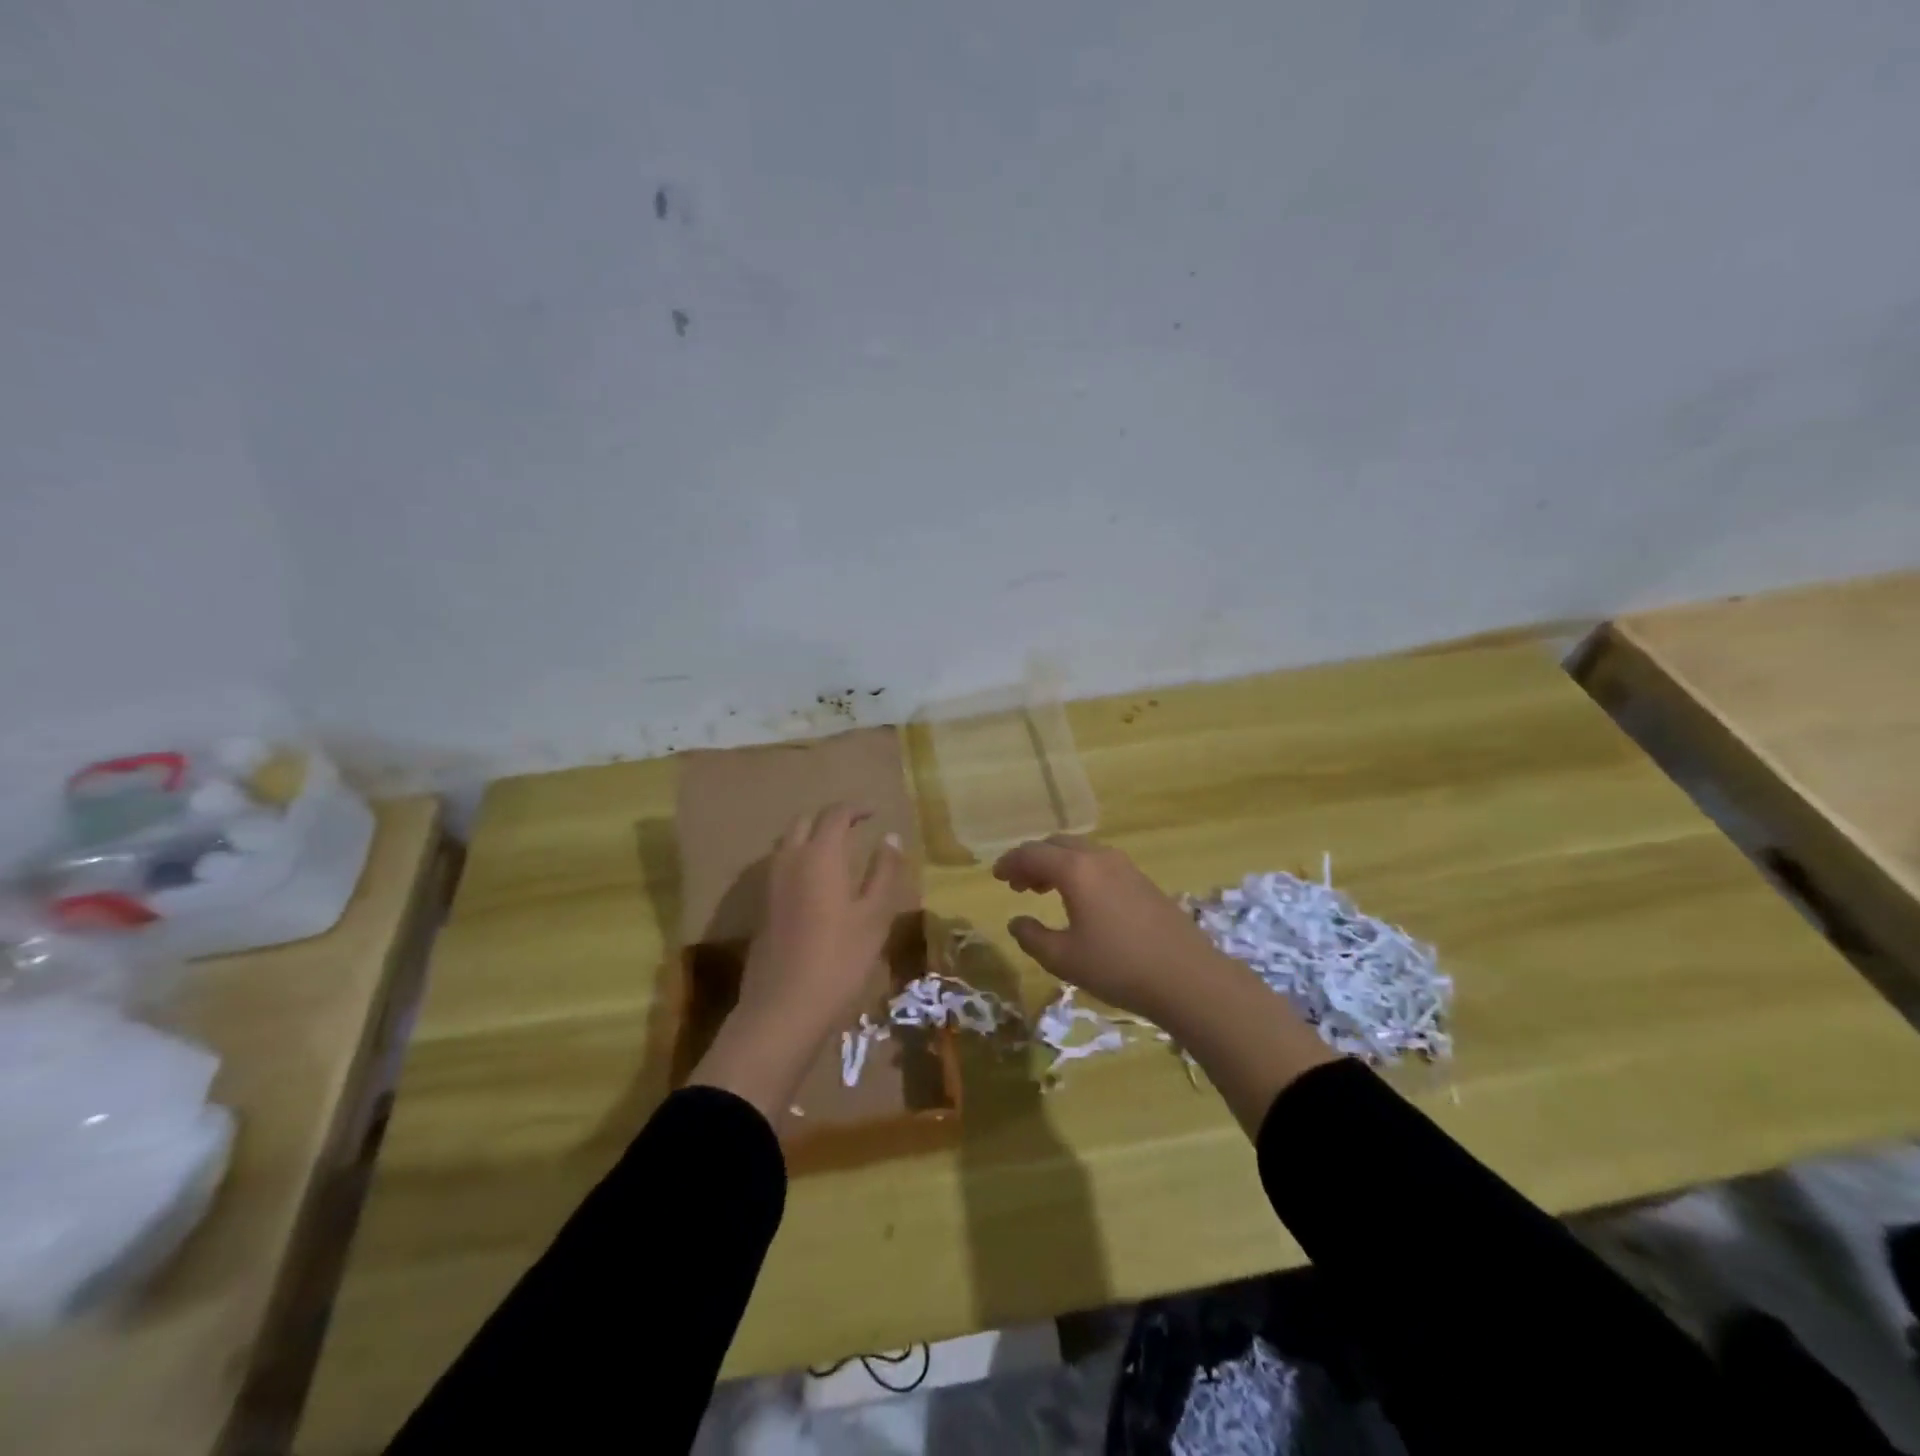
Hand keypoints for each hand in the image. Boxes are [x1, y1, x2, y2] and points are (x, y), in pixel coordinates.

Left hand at [690, 803, 901, 1116]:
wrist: (783, 1008)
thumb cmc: (840, 960)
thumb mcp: (875, 916)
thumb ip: (884, 872)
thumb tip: (890, 837)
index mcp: (820, 855)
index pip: (835, 815)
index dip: (855, 809)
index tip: (874, 813)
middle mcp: (789, 860)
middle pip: (805, 822)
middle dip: (829, 819)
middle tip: (854, 829)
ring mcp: (770, 884)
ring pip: (788, 843)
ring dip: (811, 838)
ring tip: (836, 852)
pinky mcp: (762, 907)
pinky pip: (780, 866)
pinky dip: (799, 859)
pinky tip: (815, 883)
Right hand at [993, 834, 1236, 1023]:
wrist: (1187, 977)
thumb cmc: (1118, 967)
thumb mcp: (1064, 959)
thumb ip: (1032, 937)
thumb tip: (1016, 922)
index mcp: (1075, 870)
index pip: (1032, 853)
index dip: (1010, 862)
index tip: (996, 876)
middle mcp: (1099, 857)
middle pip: (1057, 844)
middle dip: (1033, 860)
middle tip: (1018, 884)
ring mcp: (1125, 866)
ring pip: (1080, 852)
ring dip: (1057, 864)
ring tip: (1043, 890)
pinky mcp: (1142, 881)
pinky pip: (1099, 863)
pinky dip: (1079, 871)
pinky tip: (1080, 899)